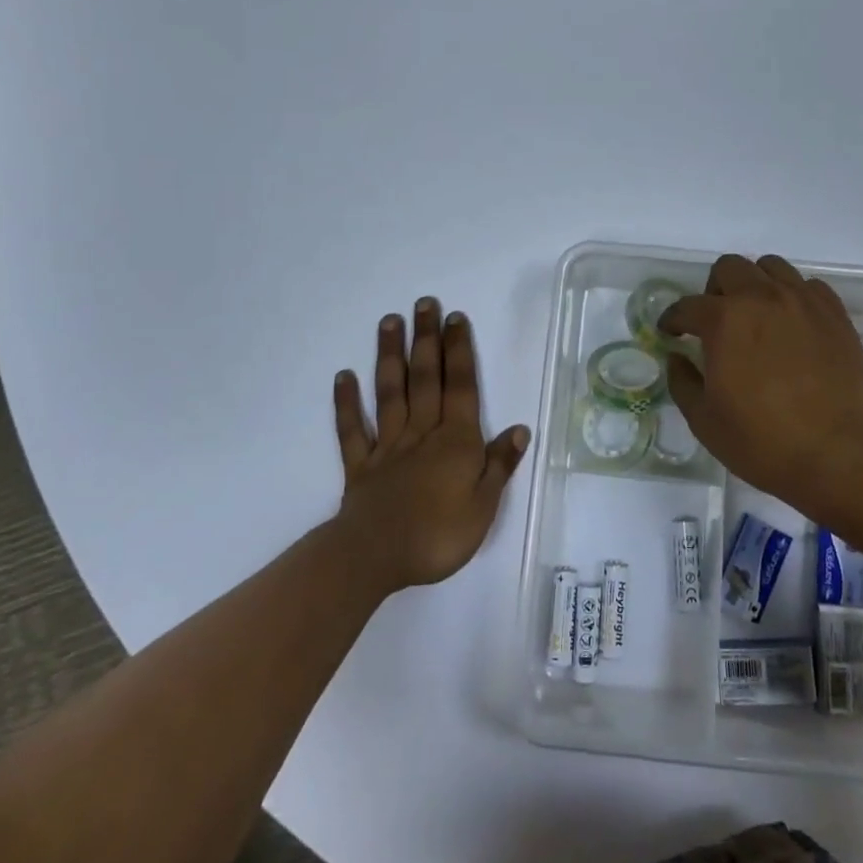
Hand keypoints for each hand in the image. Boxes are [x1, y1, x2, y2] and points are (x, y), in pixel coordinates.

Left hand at [331, 298, 527, 593]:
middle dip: (426, 339)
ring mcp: (388, 446)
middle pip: (425, 378)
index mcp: (455, 441)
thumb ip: (499, 465)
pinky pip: (353, 429)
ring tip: (389, 322)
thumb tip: (519, 428)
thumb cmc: (437, 536)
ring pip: (390, 392)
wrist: (375, 559)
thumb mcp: (484, 507)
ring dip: (390, 356)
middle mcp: (421, 432)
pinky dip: (347, 402)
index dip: (459, 351)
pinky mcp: (360, 465)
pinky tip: (343, 376)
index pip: (460, 387)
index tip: (455, 318)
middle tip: (424, 303)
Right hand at [660, 254, 862, 512]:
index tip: (671, 332)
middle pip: (729, 268)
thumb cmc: (762, 441)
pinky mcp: (835, 314)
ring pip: (771, 266)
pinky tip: (793, 324)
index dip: (673, 319)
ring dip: (755, 284)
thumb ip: (683, 381)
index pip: (687, 306)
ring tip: (756, 315)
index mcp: (724, 320)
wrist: (837, 454)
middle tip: (715, 321)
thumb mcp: (705, 420)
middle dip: (713, 290)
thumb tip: (677, 358)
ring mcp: (803, 302)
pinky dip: (794, 296)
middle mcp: (762, 297)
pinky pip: (809, 286)